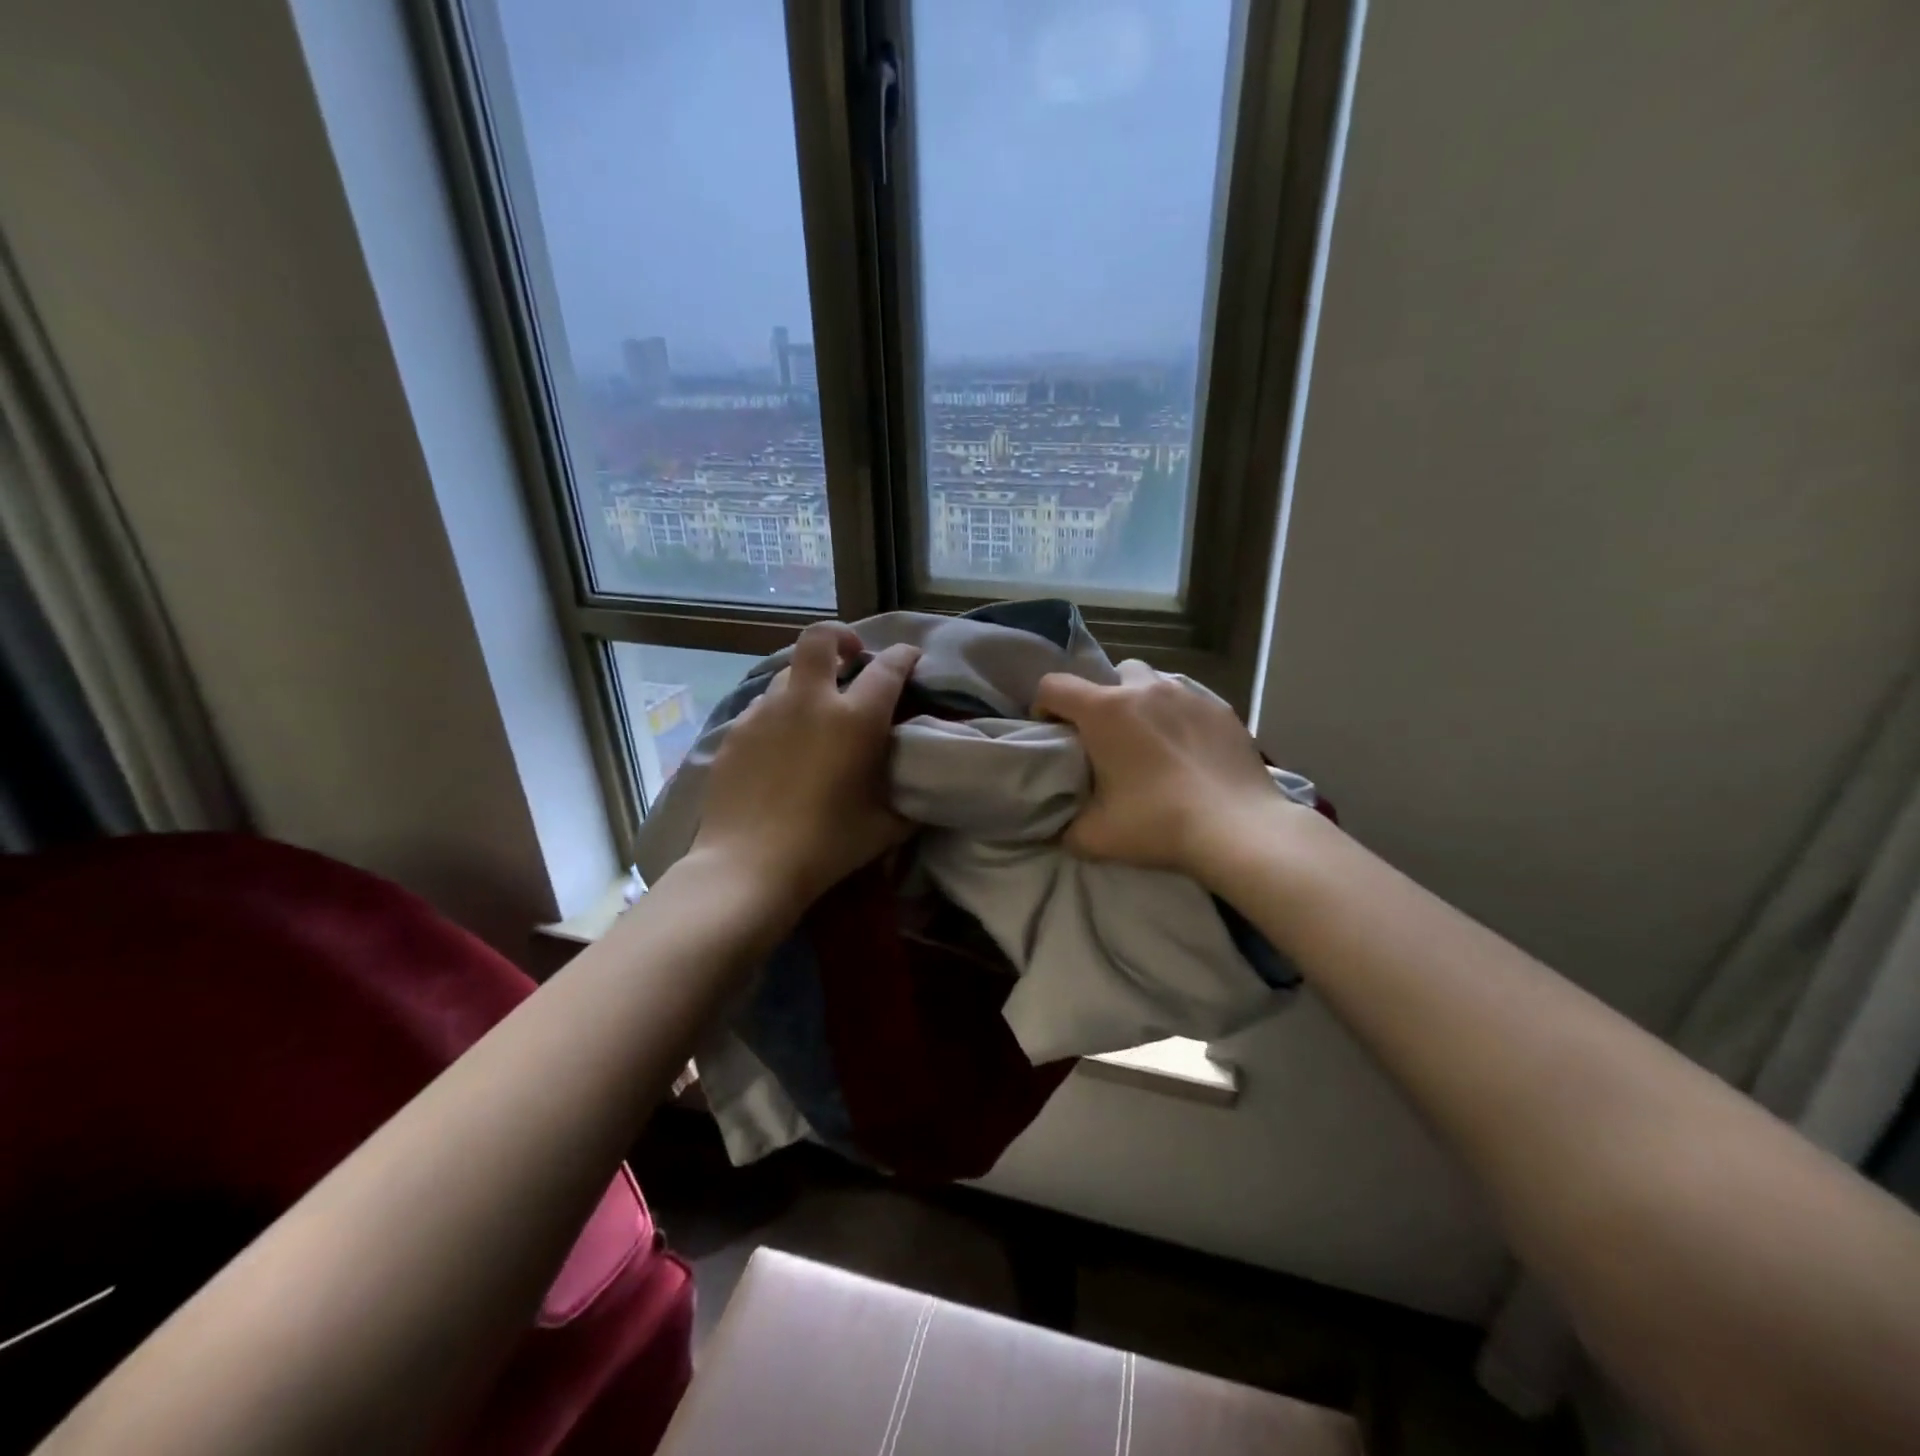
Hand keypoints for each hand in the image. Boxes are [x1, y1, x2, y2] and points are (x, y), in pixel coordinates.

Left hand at [688, 621, 920, 917]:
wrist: (748, 865)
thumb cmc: (827, 846)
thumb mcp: (886, 827)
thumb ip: (908, 801)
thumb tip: (920, 791)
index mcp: (855, 719)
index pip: (887, 667)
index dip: (904, 656)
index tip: (911, 657)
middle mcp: (810, 701)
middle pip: (820, 638)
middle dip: (840, 636)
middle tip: (850, 656)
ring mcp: (766, 712)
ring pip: (787, 672)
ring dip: (807, 680)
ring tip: (814, 709)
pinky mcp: (736, 731)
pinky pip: (762, 706)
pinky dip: (779, 713)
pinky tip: (781, 744)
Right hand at [1033, 661, 1282, 882]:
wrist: (1238, 829)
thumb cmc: (1158, 824)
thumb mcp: (1095, 836)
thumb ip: (1064, 827)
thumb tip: (1055, 829)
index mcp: (1105, 711)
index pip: (1054, 686)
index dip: (1044, 706)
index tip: (1053, 734)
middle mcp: (1145, 690)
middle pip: (1112, 674)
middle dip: (1103, 699)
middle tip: (1108, 739)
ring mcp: (1189, 695)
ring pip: (1155, 683)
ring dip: (1144, 704)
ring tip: (1151, 742)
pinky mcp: (1223, 710)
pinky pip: (1190, 701)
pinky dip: (1180, 718)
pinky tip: (1189, 751)